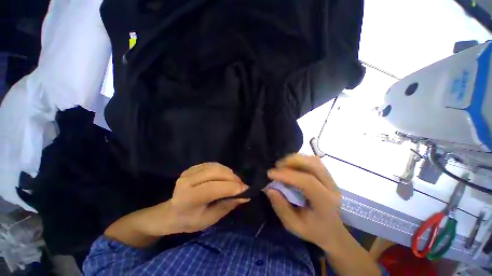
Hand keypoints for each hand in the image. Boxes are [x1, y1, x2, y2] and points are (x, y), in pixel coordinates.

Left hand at [105, 163, 248, 245]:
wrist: (172, 212)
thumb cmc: (191, 220)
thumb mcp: (209, 219)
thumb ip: (227, 205)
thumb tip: (245, 195)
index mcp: (187, 198)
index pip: (212, 188)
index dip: (231, 188)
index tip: (245, 189)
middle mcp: (186, 181)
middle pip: (215, 173)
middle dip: (232, 178)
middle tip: (242, 185)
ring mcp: (189, 172)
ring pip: (215, 166)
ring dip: (229, 173)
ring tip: (235, 181)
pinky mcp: (193, 167)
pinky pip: (213, 164)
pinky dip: (222, 169)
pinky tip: (225, 177)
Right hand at [265, 154, 343, 249]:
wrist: (332, 231)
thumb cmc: (313, 230)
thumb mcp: (294, 225)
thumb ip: (281, 208)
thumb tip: (269, 189)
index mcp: (325, 203)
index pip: (308, 182)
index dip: (287, 175)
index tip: (270, 174)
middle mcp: (331, 188)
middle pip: (314, 165)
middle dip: (292, 162)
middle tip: (277, 166)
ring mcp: (332, 180)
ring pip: (314, 161)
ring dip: (296, 159)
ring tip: (283, 165)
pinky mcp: (328, 176)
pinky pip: (314, 161)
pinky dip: (300, 160)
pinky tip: (292, 165)